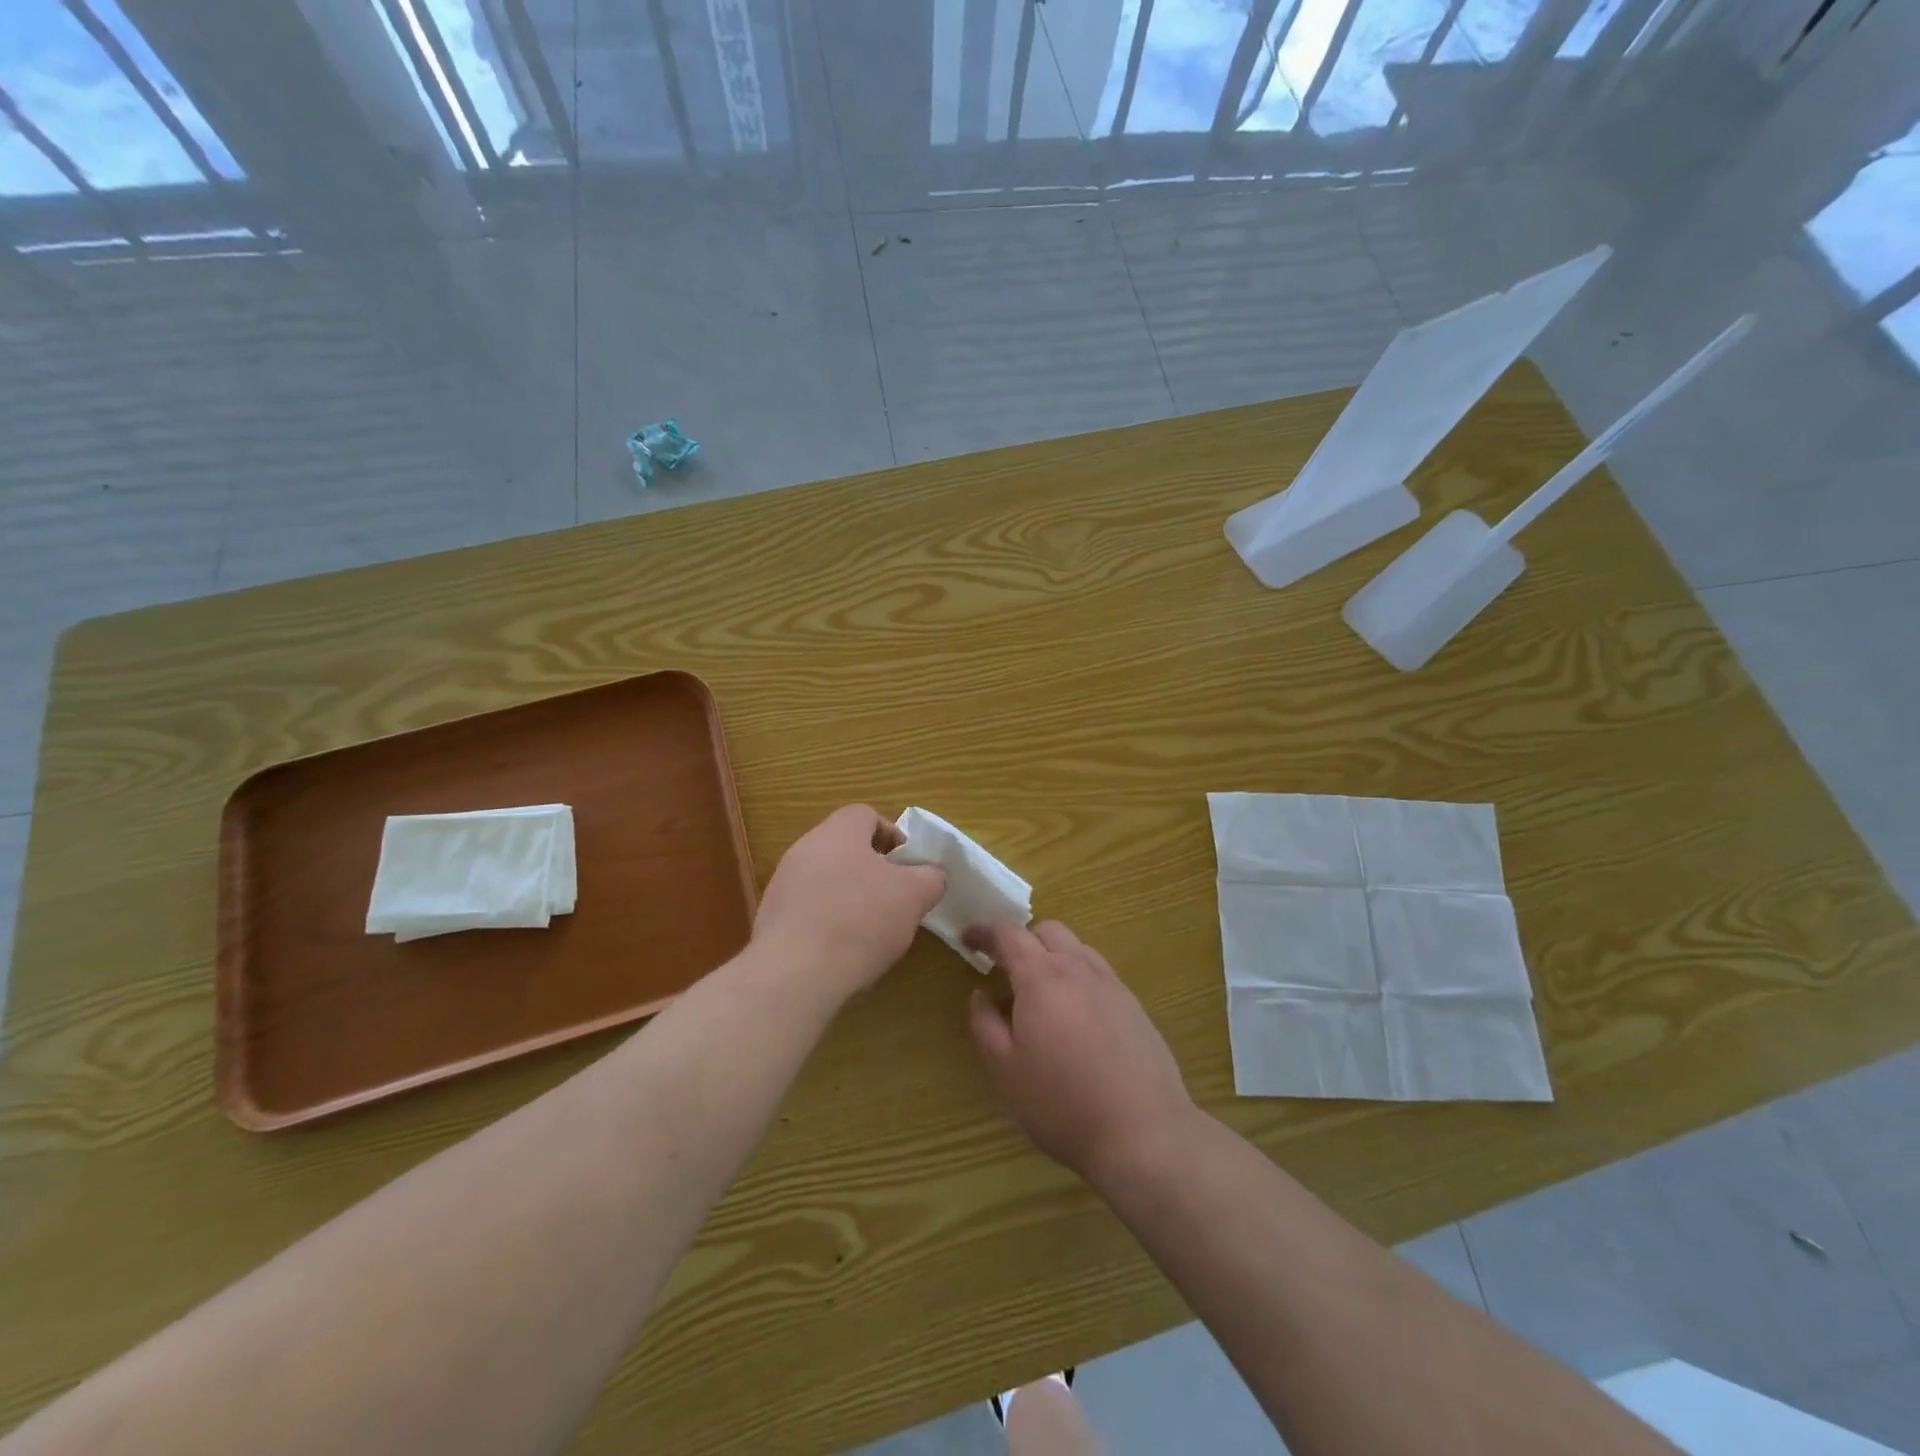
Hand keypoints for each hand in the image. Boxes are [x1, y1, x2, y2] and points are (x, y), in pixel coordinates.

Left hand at [752, 805, 945, 1003]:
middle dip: (873, 871)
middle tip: (894, 899)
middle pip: (845, 849)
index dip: (892, 836)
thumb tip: (930, 875)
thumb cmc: (860, 920)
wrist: (795, 973)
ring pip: (826, 880)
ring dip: (850, 898)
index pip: (866, 815)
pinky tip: (841, 952)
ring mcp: (783, 884)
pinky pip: (808, 910)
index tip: (908, 867)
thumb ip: (930, 878)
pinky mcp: (771, 919)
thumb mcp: (913, 896)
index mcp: (838, 832)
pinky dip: (828, 923)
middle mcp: (805, 848)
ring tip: (871, 932)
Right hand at [966, 921, 1195, 1183]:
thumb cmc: (1062, 1103)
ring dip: (1051, 956)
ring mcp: (1111, 984)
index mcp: (1042, 977)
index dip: (984, 930)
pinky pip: (1097, 973)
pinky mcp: (1133, 1005)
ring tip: (1040, 993)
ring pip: (1076, 948)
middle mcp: (1078, 968)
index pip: (1008, 933)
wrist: (1143, 1132)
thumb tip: (980, 995)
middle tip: (1004, 969)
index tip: (968, 938)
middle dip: (1021, 940)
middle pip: (1047, 931)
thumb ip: (985, 1024)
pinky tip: (1074, 1016)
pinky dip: (1076, 976)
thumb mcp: (1005, 1070)